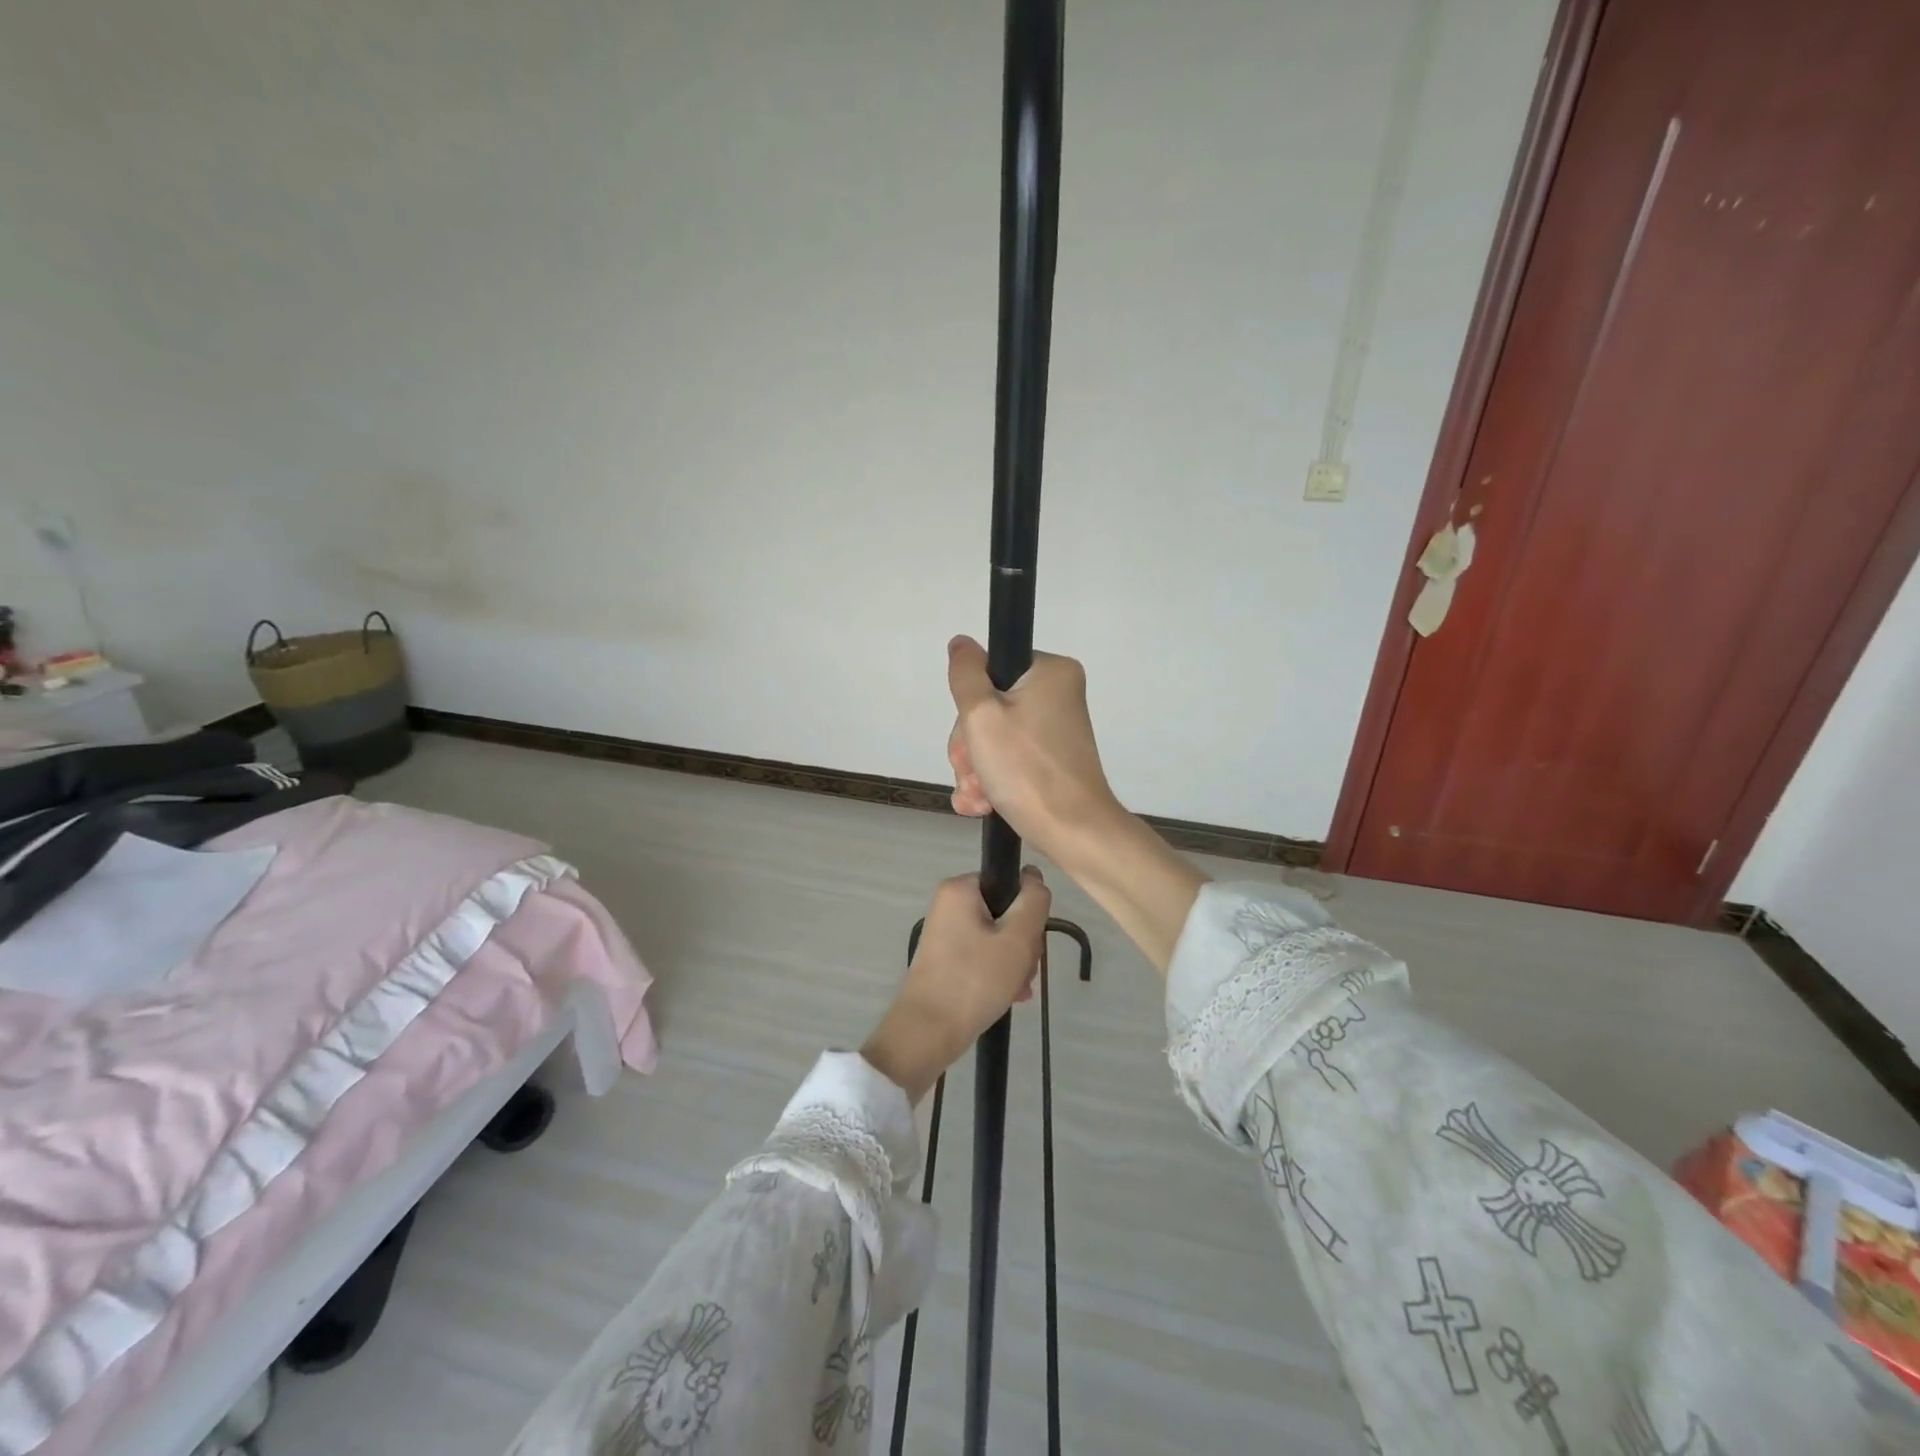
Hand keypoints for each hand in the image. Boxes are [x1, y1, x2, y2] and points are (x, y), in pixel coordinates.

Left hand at [860, 869, 1051, 1101]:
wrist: (927, 1032)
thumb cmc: (974, 980)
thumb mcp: (1018, 939)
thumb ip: (1034, 902)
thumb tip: (1033, 876)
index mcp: (960, 889)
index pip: (1010, 884)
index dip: (1027, 912)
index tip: (1030, 943)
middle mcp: (949, 904)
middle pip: (1005, 912)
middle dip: (1023, 944)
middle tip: (1024, 971)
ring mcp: (945, 931)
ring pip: (997, 937)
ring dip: (1014, 962)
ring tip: (1017, 990)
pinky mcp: (945, 957)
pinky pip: (982, 954)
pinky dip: (998, 972)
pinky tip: (1009, 996)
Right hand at [945, 635, 1208, 976]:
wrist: (1073, 832)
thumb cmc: (1028, 771)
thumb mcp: (982, 716)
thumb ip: (965, 675)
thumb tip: (961, 644)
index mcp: (1050, 672)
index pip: (989, 670)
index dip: (970, 705)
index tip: (972, 735)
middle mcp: (1056, 694)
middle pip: (988, 707)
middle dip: (971, 747)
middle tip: (975, 771)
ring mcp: (1054, 729)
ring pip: (992, 738)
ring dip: (976, 769)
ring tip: (980, 796)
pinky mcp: (1050, 758)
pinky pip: (1008, 758)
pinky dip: (992, 780)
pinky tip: (983, 805)